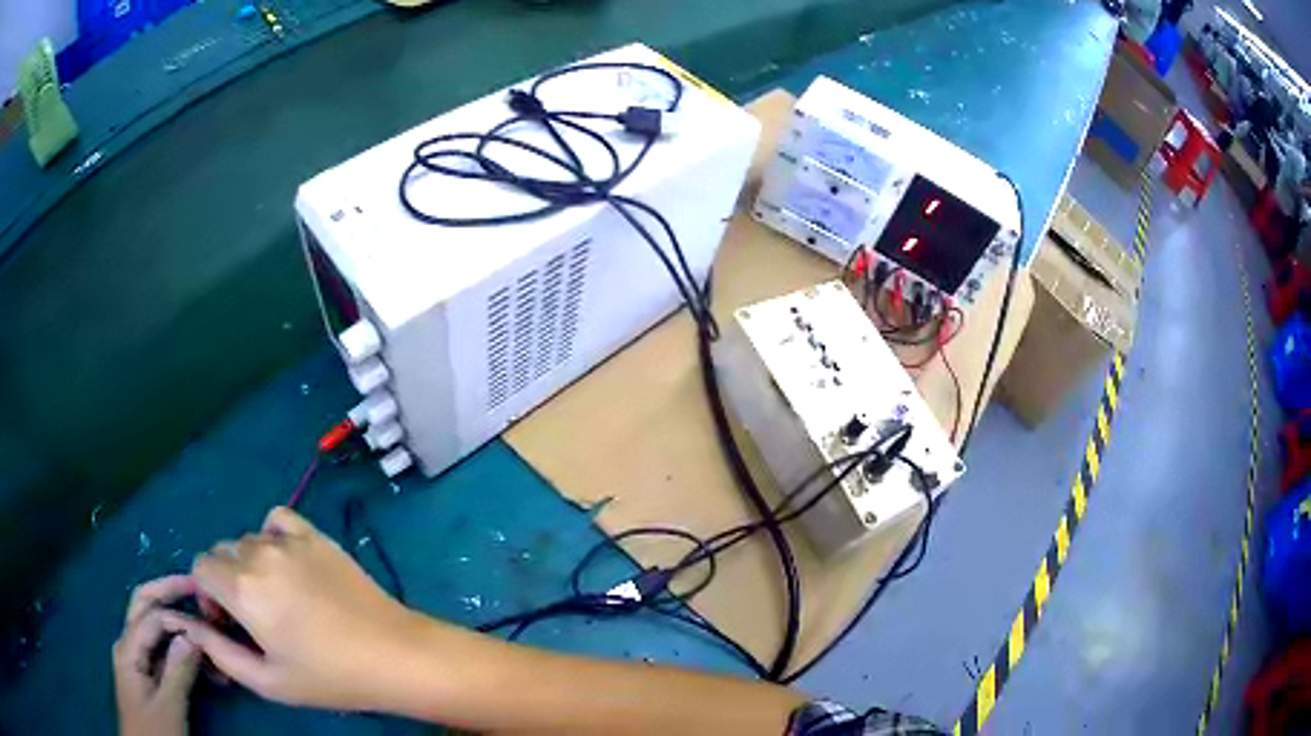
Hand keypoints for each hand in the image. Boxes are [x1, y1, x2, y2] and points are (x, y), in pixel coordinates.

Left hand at [114, 576, 202, 735]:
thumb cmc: (154, 731)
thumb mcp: (169, 707)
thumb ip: (178, 672)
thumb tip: (193, 636)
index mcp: (128, 648)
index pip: (153, 617)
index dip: (180, 619)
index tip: (211, 630)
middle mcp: (128, 643)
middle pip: (144, 605)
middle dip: (167, 591)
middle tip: (196, 585)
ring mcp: (135, 657)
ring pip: (153, 625)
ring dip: (176, 622)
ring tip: (204, 631)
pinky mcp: (145, 672)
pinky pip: (160, 648)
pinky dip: (177, 645)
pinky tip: (196, 656)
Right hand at [173, 507, 419, 709]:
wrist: (393, 654)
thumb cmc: (329, 676)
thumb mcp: (268, 680)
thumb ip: (220, 652)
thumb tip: (191, 628)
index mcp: (241, 587)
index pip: (200, 567)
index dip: (208, 594)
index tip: (229, 622)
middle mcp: (259, 553)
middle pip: (222, 552)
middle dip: (226, 580)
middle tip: (254, 615)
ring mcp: (290, 540)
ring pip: (249, 539)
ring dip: (251, 563)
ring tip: (278, 597)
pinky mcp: (317, 535)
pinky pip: (278, 520)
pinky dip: (273, 535)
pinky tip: (290, 564)